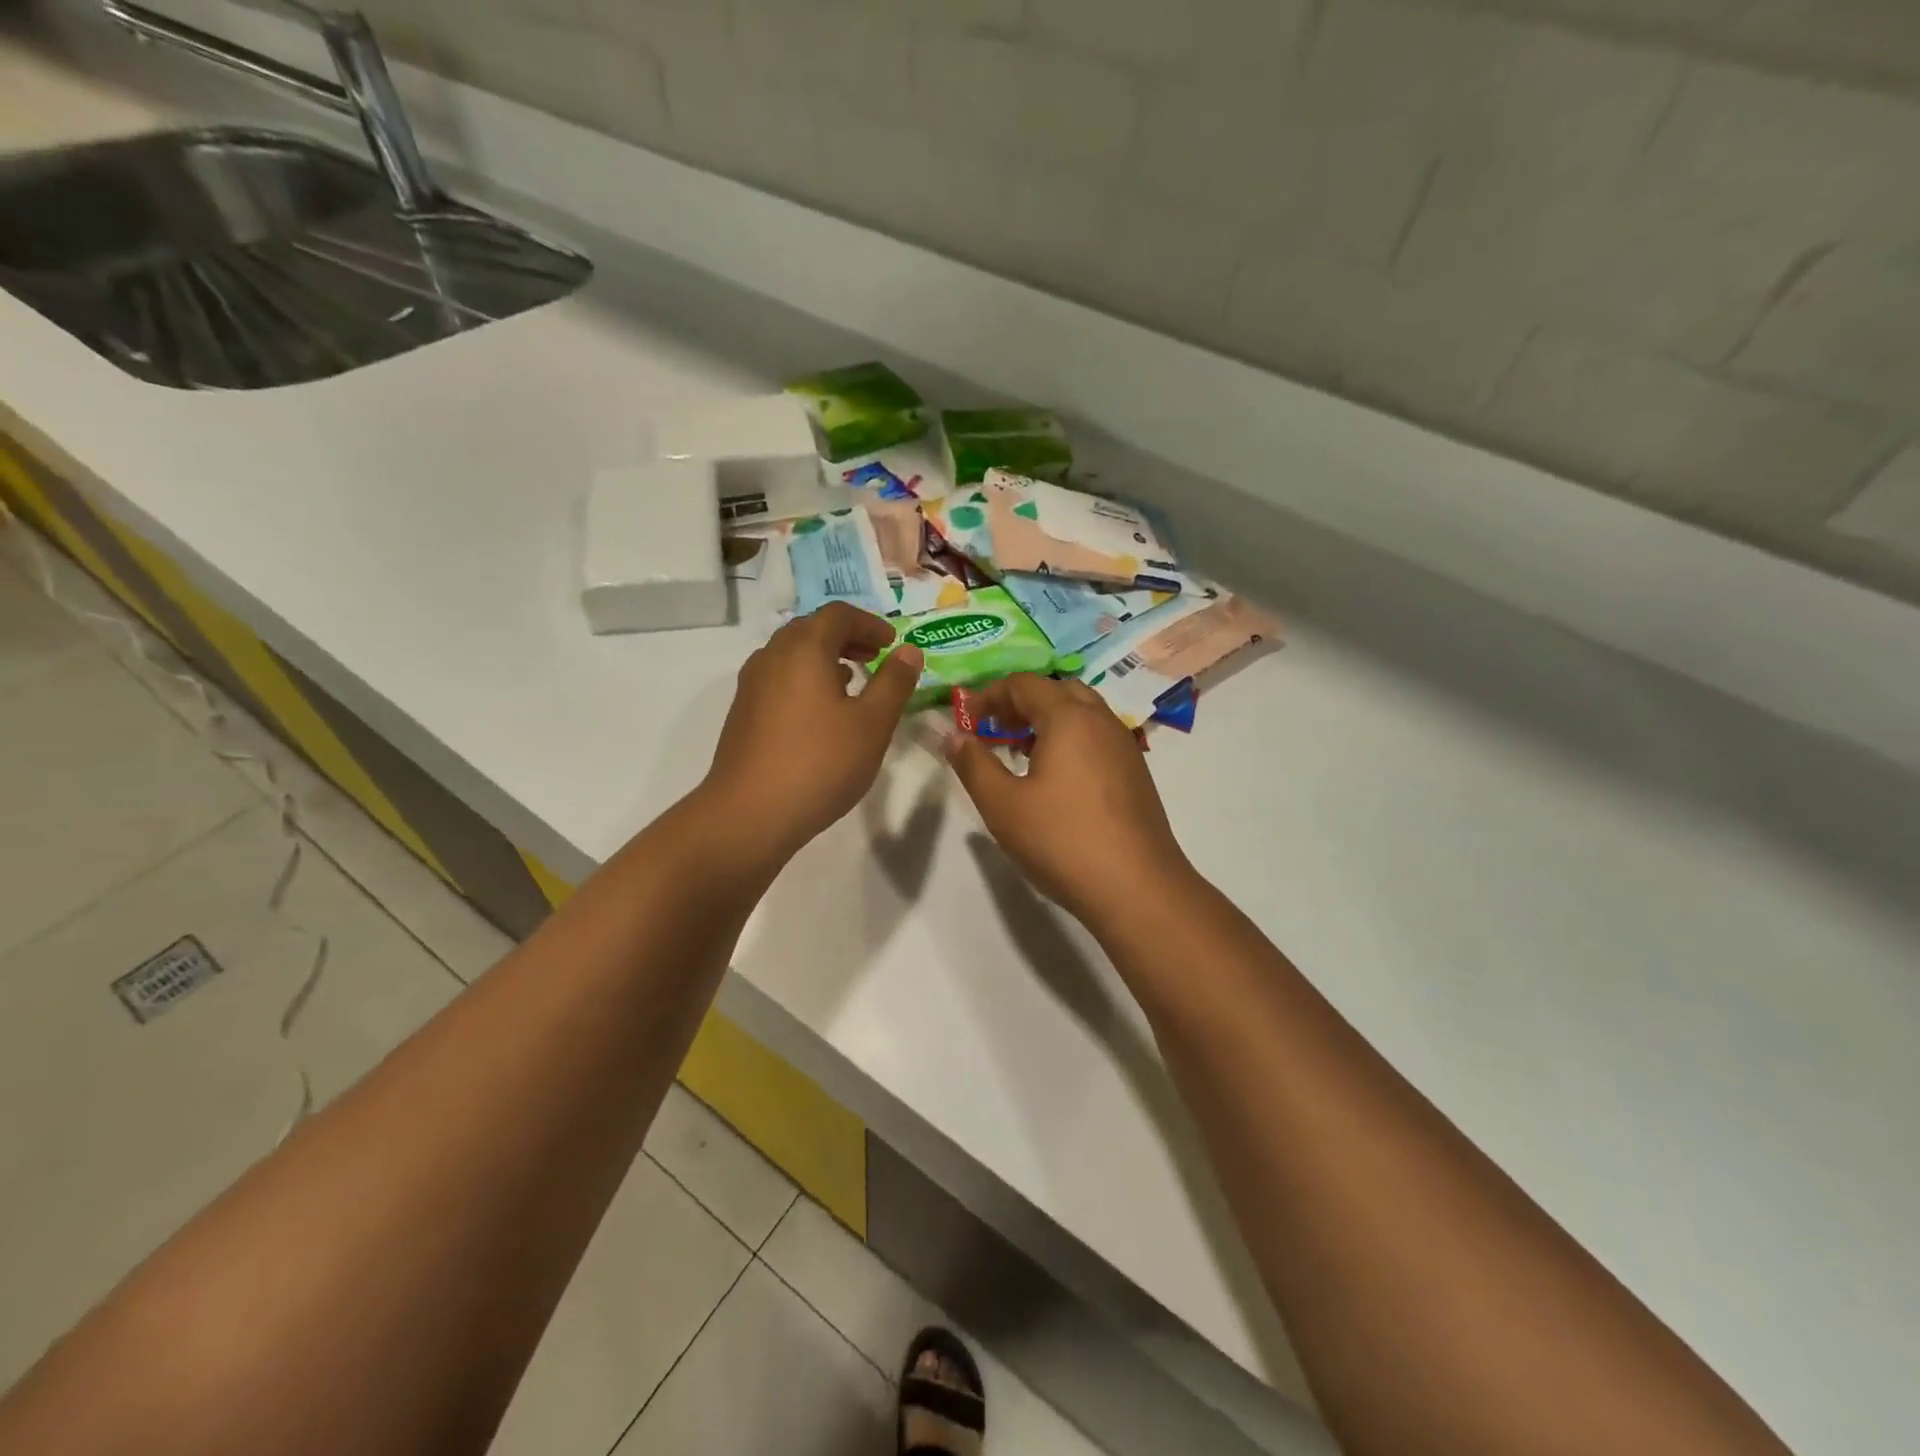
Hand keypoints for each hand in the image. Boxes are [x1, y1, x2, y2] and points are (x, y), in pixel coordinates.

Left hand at [701, 603, 922, 865]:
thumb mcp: (872, 724)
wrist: (750, 814)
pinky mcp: (743, 713)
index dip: (870, 623)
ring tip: (852, 684)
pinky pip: (779, 679)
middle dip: (847, 637)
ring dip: (824, 659)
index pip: (838, 614)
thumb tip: (908, 650)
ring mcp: (752, 686)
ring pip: (792, 655)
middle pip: (811, 629)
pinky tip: (821, 714)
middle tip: (875, 658)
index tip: (892, 643)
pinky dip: (805, 680)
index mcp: (803, 649)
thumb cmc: (820, 763)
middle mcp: (772, 657)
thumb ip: (894, 682)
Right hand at [945, 674, 1191, 927]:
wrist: (1137, 888)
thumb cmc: (1062, 841)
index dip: (989, 695)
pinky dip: (1070, 740)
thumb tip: (953, 735)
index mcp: (1069, 717)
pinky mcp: (1135, 773)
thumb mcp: (1003, 805)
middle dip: (1020, 703)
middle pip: (1057, 691)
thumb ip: (973, 764)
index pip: (1024, 683)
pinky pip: (1097, 737)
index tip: (966, 721)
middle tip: (994, 731)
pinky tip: (1055, 779)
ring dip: (1047, 721)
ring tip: (1019, 754)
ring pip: (1082, 713)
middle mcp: (1101, 720)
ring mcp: (1124, 746)